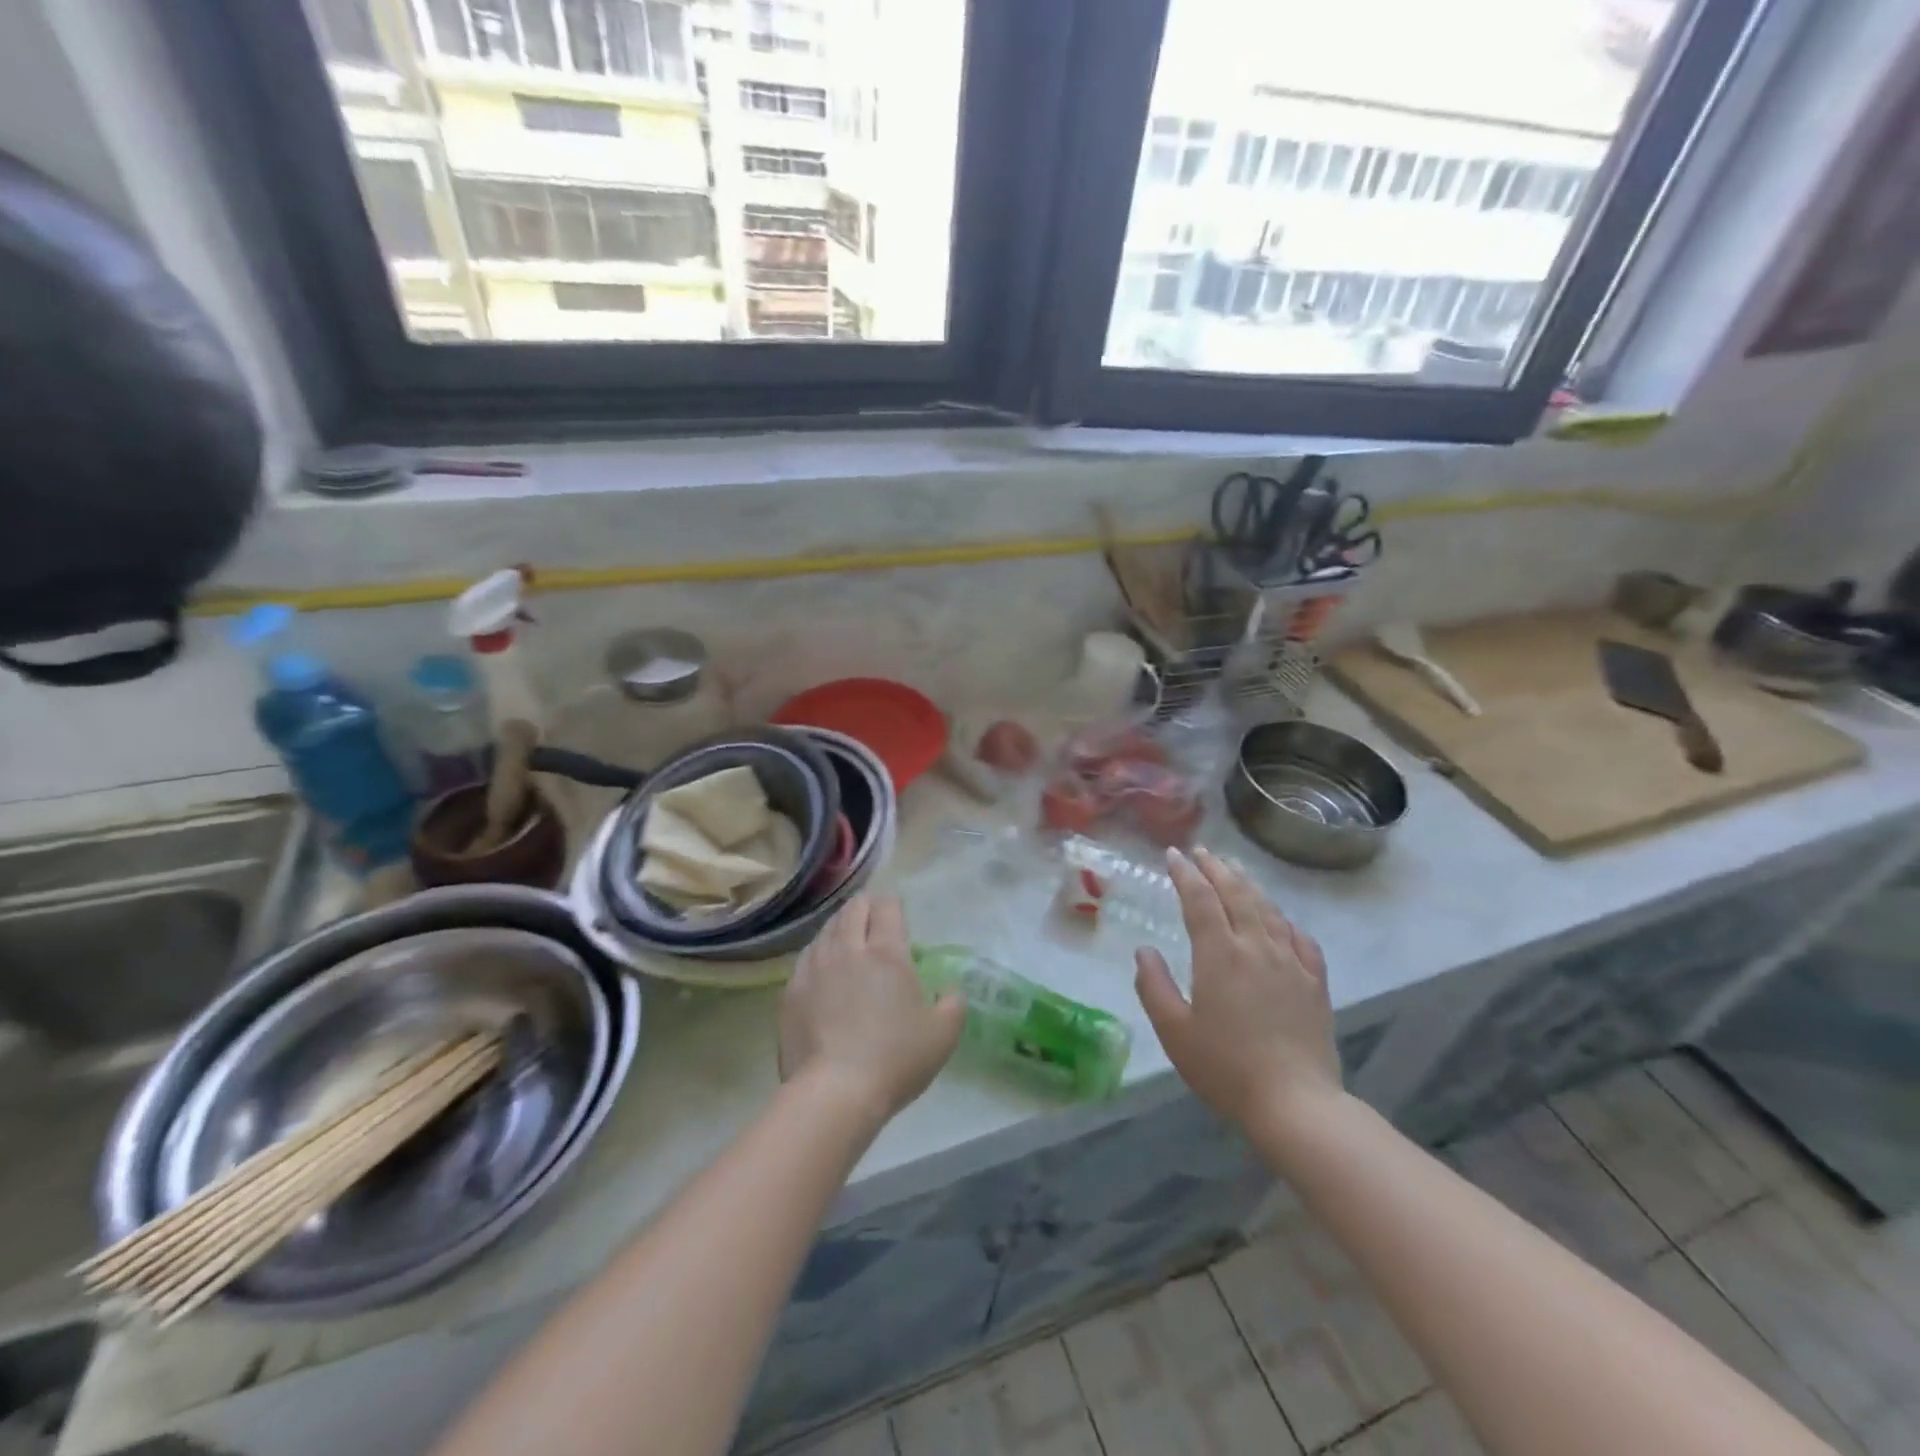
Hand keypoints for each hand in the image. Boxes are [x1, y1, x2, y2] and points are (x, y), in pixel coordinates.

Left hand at [779, 895, 965, 1125]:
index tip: (897, 912)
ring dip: (840, 925)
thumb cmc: (894, 1059)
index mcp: (887, 953)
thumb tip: (950, 990)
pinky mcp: (791, 990)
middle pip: (853, 909)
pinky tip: (822, 965)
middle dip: (865, 906)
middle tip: (874, 917)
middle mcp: (848, 949)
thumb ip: (953, 1003)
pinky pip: (807, 956)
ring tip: (848, 936)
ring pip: (827, 928)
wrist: (833, 1092)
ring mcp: (815, 967)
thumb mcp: (943, 1035)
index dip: (892, 903)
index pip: (887, 907)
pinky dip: (819, 952)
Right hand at [1135, 847, 1341, 1132]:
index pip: (1200, 900)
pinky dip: (1286, 921)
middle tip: (1202, 851)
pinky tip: (1282, 921)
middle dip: (1216, 869)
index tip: (1173, 854)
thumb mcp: (1174, 1031)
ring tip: (1236, 871)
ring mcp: (1291, 963)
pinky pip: (1301, 940)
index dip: (1185, 874)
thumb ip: (1154, 986)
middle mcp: (1257, 947)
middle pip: (1236, 895)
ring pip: (1269, 911)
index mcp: (1219, 954)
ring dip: (1249, 886)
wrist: (1296, 1103)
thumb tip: (1143, 950)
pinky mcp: (1316, 983)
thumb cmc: (1226, 1068)